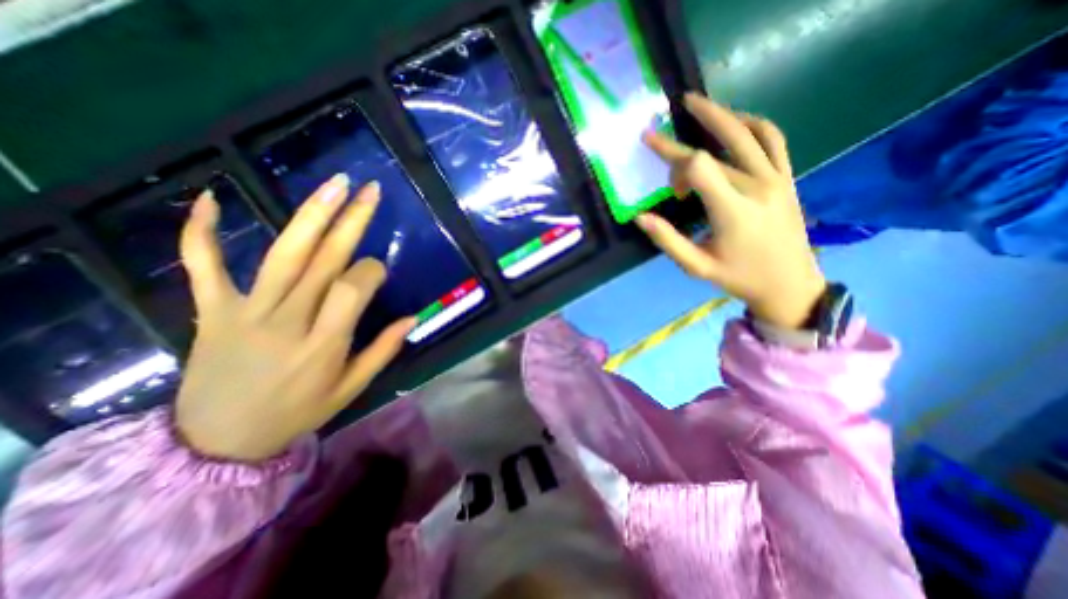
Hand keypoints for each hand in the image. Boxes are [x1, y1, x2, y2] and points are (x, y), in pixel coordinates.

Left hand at [175, 173, 411, 463]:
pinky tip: (212, 198)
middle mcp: (288, 319)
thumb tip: (413, 318)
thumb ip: (383, 350)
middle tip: (370, 191)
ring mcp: (246, 311)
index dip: (371, 271)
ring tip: (333, 186)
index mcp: (324, 343)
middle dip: (352, 222)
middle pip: (325, 261)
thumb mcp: (351, 388)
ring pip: (284, 254)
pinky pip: (204, 266)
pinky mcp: (213, 310)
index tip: (379, 269)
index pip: (353, 288)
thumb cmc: (297, 412)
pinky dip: (203, 232)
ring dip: (310, 215)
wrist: (217, 442)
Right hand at [637, 92, 828, 328]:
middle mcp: (756, 186)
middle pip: (715, 149)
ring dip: (719, 115)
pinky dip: (754, 124)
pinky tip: (737, 121)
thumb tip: (640, 218)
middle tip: (658, 125)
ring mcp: (776, 178)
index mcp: (732, 211)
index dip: (674, 165)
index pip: (699, 167)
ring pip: (747, 133)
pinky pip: (773, 139)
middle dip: (682, 142)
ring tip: (695, 104)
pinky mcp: (786, 178)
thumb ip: (668, 240)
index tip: (665, 185)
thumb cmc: (739, 277)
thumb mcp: (696, 266)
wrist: (789, 283)